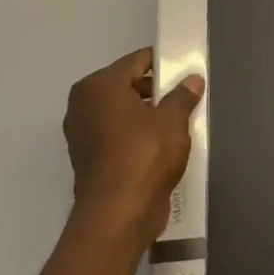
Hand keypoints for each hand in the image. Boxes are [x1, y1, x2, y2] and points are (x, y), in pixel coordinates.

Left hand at [64, 47, 203, 247]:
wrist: (118, 212)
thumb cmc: (145, 154)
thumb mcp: (173, 120)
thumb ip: (182, 96)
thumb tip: (192, 80)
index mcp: (99, 86)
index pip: (136, 62)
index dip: (162, 63)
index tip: (185, 68)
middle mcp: (83, 104)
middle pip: (125, 86)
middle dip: (154, 90)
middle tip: (184, 97)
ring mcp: (81, 133)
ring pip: (120, 112)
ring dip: (145, 114)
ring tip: (176, 122)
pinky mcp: (87, 158)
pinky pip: (116, 135)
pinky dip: (134, 135)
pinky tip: (160, 145)